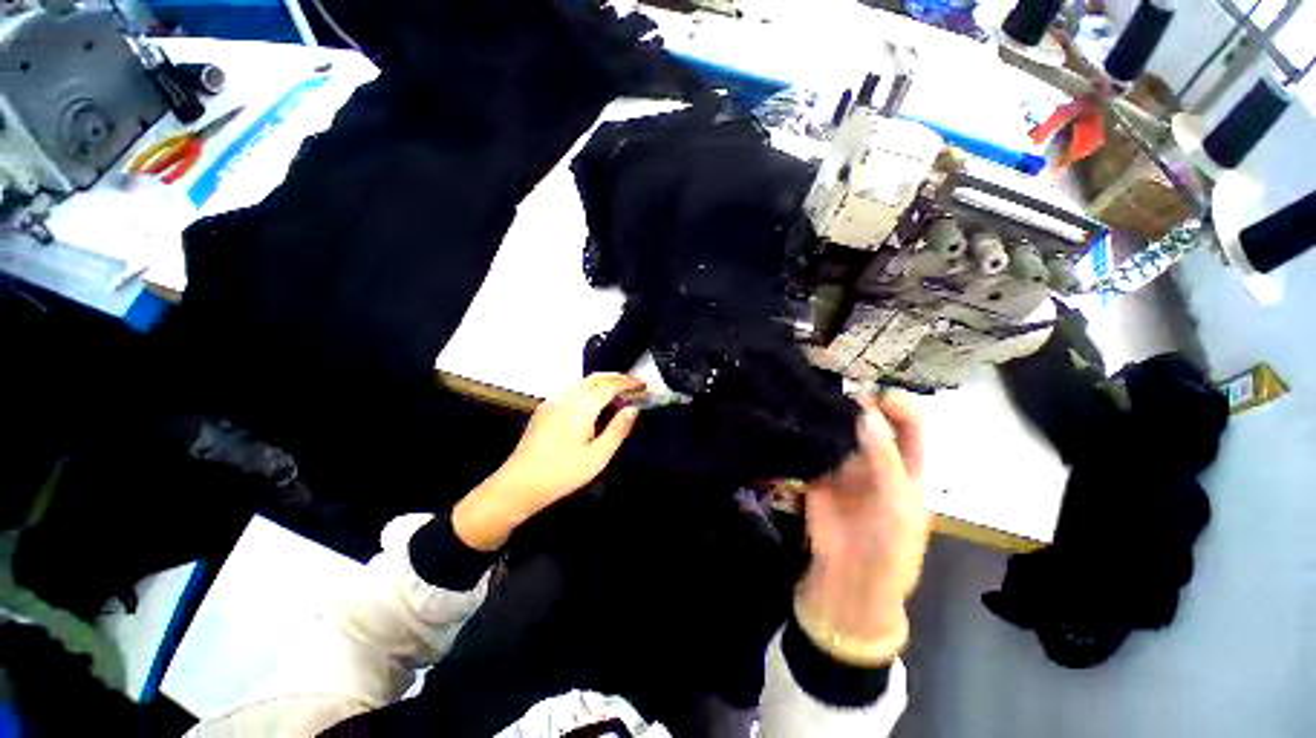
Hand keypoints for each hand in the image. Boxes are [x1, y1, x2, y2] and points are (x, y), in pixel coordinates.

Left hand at [452, 373, 644, 550]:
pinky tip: (593, 405)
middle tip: (634, 385)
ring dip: (603, 382)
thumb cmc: (562, 473)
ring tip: (618, 393)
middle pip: (596, 378)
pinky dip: (589, 390)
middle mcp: (567, 397)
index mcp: (582, 406)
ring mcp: (553, 401)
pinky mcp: (545, 409)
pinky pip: (572, 391)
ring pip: (582, 382)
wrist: (519, 484)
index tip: (643, 384)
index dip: (628, 382)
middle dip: (616, 377)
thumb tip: (633, 409)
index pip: (610, 385)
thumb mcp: (598, 456)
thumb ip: (618, 429)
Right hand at [796, 391, 930, 664]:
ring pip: (842, 430)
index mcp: (907, 465)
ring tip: (818, 401)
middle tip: (840, 394)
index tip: (874, 396)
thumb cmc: (890, 547)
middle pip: (872, 420)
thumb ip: (883, 458)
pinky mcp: (819, 473)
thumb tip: (865, 414)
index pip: (910, 423)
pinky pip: (817, 447)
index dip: (897, 404)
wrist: (852, 580)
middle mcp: (877, 458)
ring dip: (832, 416)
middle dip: (860, 403)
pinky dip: (811, 434)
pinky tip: (802, 422)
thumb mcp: (897, 503)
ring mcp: (846, 465)